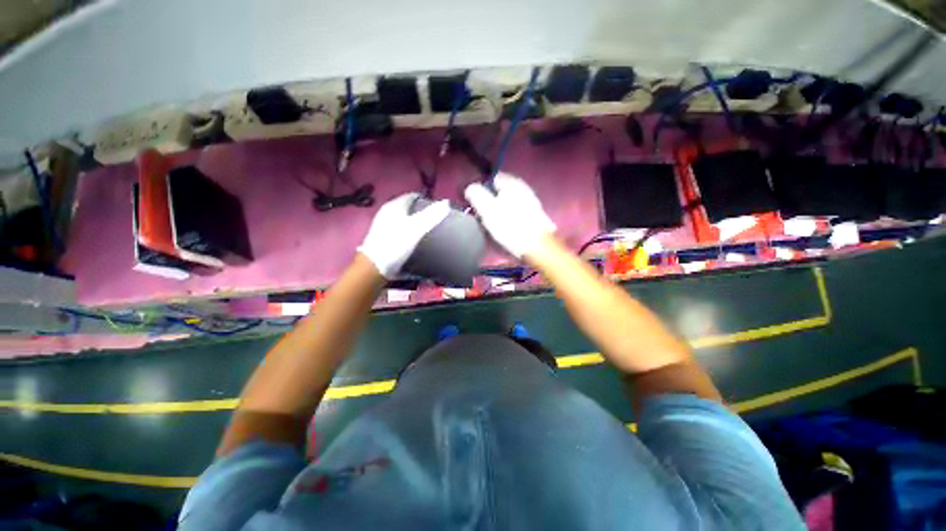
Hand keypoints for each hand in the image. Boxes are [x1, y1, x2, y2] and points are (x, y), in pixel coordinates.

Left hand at [358, 193, 449, 277]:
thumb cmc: (396, 244)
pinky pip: (399, 230)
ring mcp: (383, 225)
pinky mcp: (382, 238)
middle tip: (435, 221)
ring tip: (427, 232)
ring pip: (403, 219)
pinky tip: (414, 242)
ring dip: (414, 223)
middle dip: (421, 212)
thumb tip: (447, 202)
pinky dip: (408, 232)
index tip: (438, 210)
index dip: (426, 200)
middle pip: (408, 208)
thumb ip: (432, 215)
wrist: (375, 267)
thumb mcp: (417, 228)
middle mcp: (387, 212)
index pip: (413, 196)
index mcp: (395, 205)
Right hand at [464, 173, 555, 257]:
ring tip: (493, 226)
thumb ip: (476, 195)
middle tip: (483, 216)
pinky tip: (506, 229)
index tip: (476, 203)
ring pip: (508, 203)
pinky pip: (515, 213)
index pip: (492, 178)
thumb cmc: (510, 226)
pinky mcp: (534, 216)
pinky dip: (509, 219)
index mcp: (512, 183)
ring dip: (499, 212)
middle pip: (501, 192)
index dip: (482, 188)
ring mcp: (531, 202)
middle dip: (491, 202)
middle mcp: (523, 188)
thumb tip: (470, 188)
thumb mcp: (487, 209)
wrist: (537, 246)